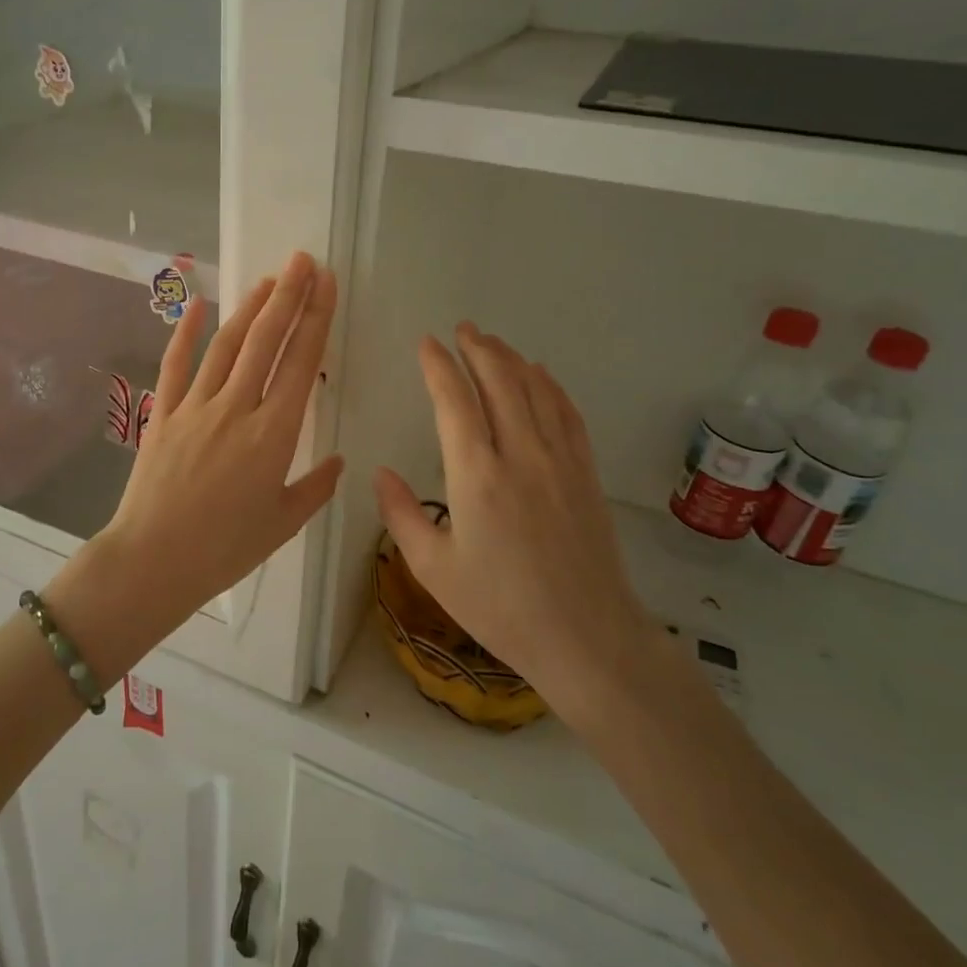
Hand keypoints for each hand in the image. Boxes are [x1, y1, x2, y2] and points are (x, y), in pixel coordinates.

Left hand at [84, 252, 342, 651]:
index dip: (315, 318)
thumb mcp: (282, 523)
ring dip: (250, 308)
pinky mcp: (163, 414)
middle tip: (303, 260)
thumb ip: (315, 488)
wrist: (154, 562)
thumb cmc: (225, 549)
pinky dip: (187, 332)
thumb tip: (337, 461)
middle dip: (288, 296)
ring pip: (227, 345)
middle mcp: (237, 408)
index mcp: (274, 434)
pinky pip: (176, 365)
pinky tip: (198, 303)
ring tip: (269, 280)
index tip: (326, 283)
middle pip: (266, 341)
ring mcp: (196, 407)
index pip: (301, 362)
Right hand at [373, 324, 658, 726]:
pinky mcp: (586, 474)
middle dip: (478, 350)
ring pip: (536, 391)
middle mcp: (520, 455)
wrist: (586, 637)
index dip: (439, 367)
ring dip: (513, 360)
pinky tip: (542, 376)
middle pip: (500, 383)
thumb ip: (402, 515)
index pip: (455, 403)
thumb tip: (380, 473)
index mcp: (477, 476)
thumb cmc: (500, 607)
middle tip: (462, 329)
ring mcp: (560, 462)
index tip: (427, 343)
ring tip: (494, 342)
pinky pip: (568, 414)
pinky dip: (552, 387)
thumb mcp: (434, 570)